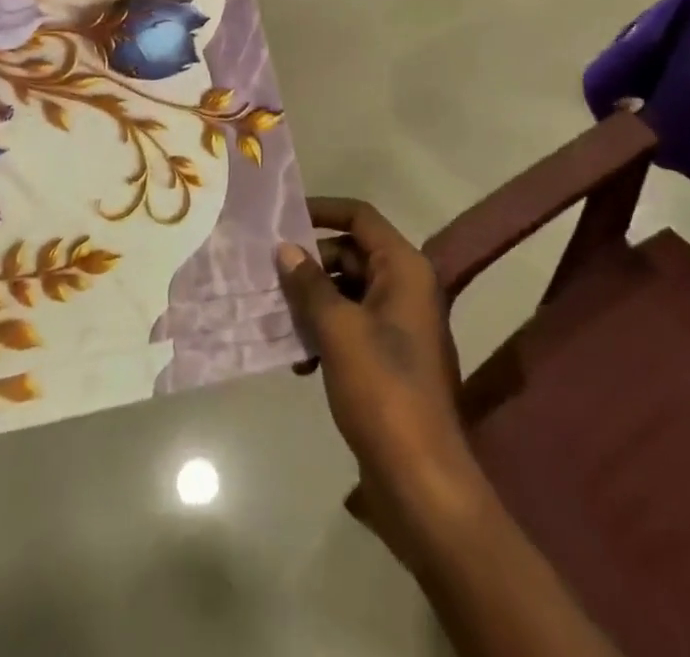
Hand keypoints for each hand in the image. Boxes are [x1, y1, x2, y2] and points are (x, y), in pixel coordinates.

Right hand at [276, 199, 482, 570]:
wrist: (421, 479)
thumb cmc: (382, 389)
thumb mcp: (338, 330)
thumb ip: (310, 285)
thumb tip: (286, 249)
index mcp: (405, 269)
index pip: (360, 217)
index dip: (323, 210)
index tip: (283, 216)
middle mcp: (407, 287)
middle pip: (352, 254)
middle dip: (311, 264)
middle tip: (268, 273)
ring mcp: (401, 324)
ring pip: (349, 292)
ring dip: (313, 301)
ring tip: (276, 318)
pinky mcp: (391, 358)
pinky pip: (352, 325)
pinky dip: (325, 333)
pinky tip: (298, 361)